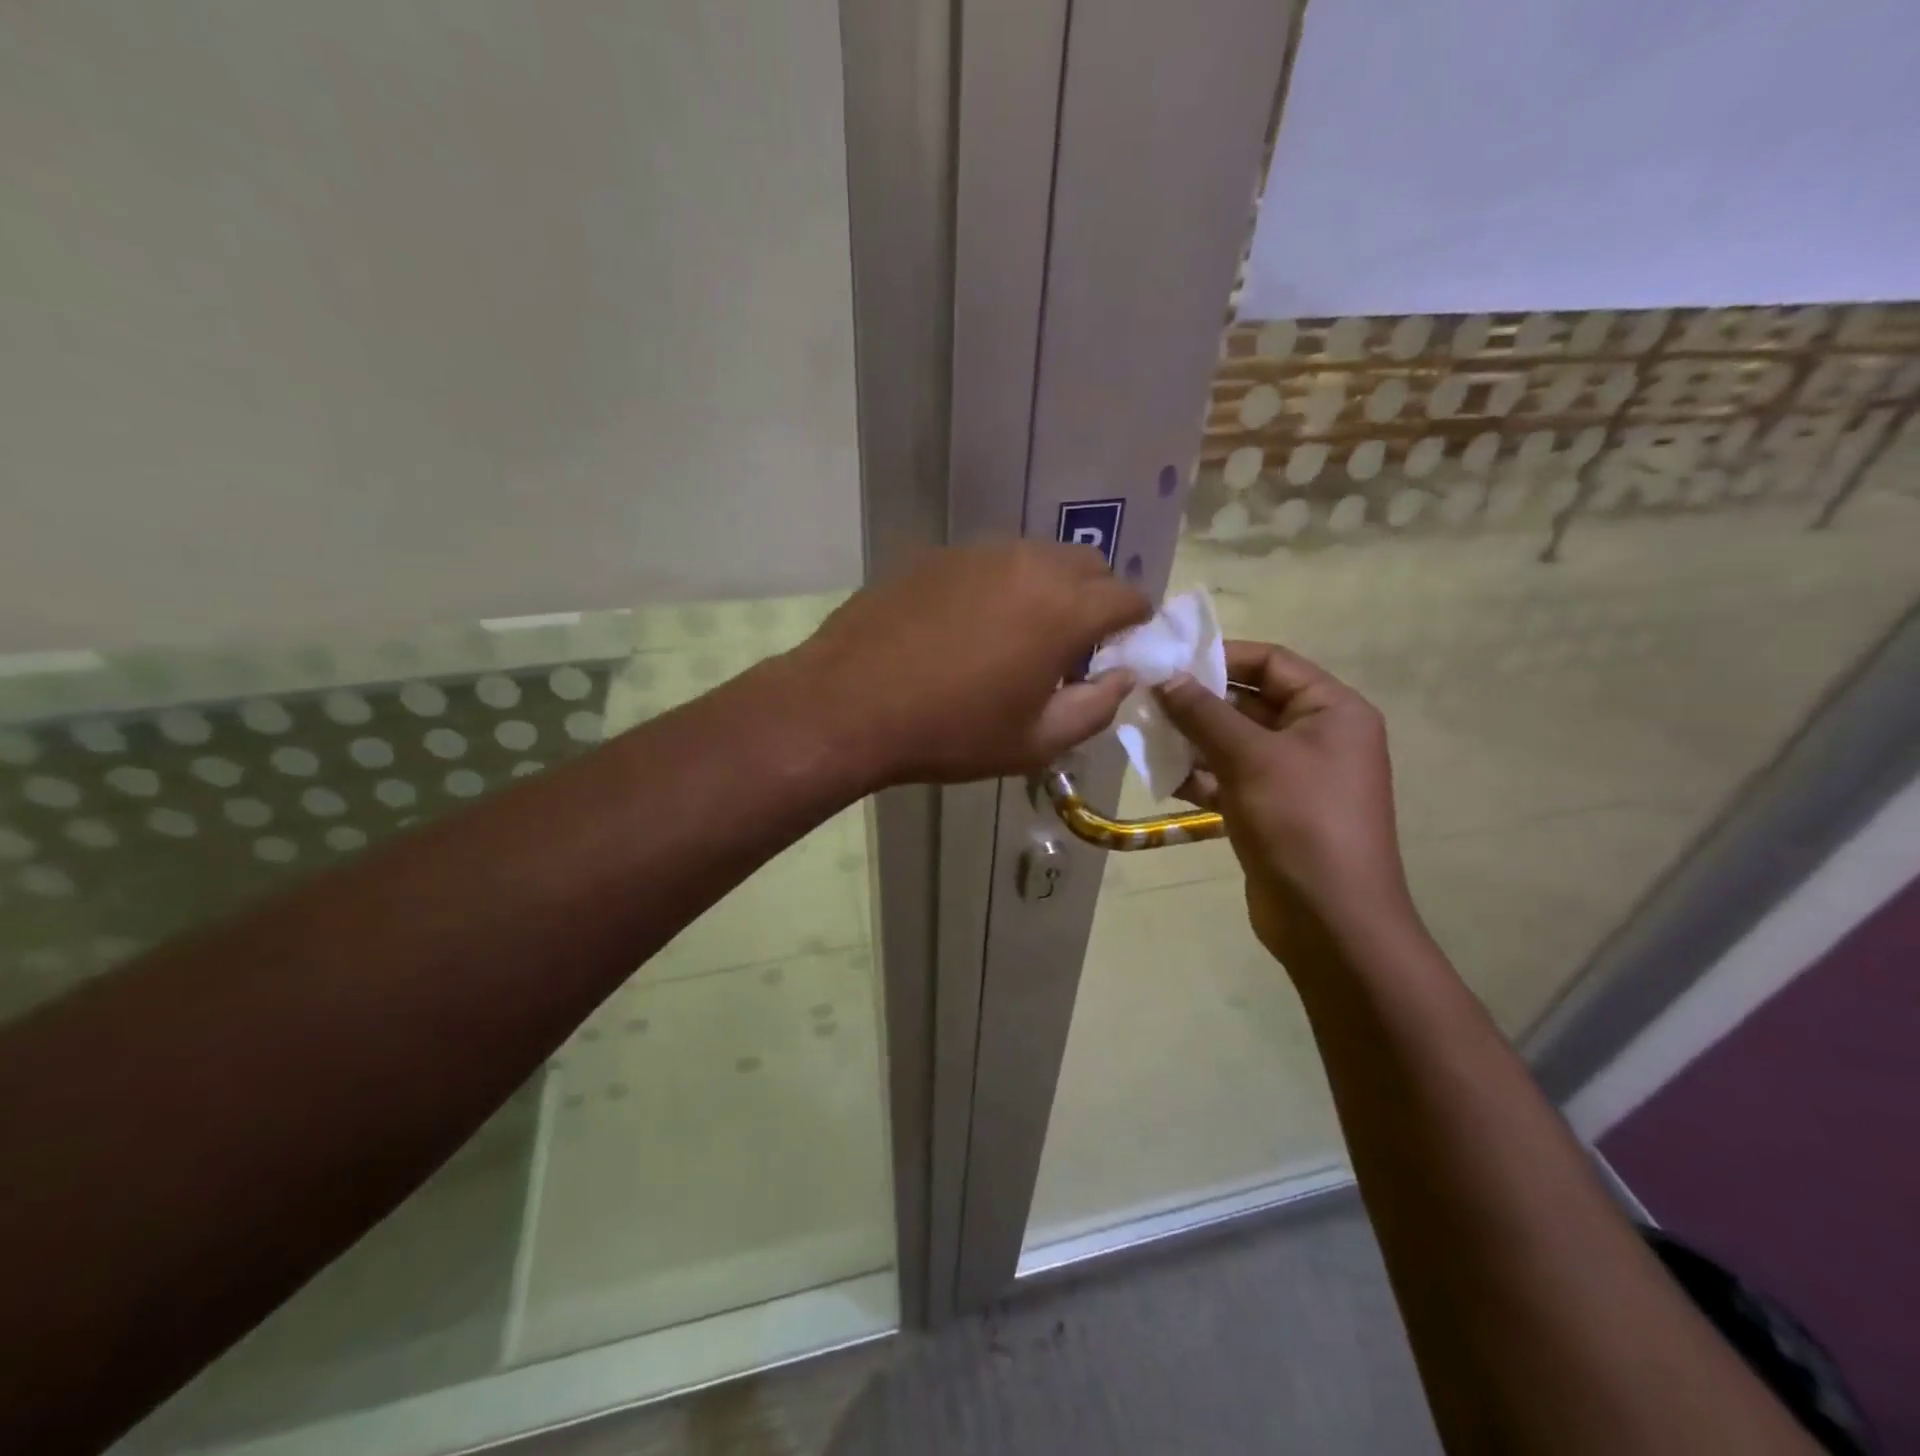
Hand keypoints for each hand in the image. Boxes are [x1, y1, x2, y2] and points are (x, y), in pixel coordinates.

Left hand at [795, 542, 1150, 786]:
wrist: (848, 704)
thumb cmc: (950, 732)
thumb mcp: (1034, 742)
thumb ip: (1095, 707)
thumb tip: (1121, 677)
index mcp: (1063, 608)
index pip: (1128, 596)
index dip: (1134, 625)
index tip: (1118, 652)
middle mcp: (1028, 563)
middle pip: (1089, 565)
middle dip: (1095, 599)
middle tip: (1071, 646)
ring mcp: (978, 552)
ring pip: (1038, 557)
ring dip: (1048, 588)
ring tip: (1019, 636)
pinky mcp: (937, 555)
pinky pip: (991, 561)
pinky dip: (1002, 585)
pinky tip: (970, 626)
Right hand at [1156, 641, 1414, 963]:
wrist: (1330, 920)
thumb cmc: (1300, 821)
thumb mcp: (1250, 758)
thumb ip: (1204, 714)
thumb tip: (1165, 678)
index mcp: (1332, 711)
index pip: (1273, 662)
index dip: (1222, 656)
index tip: (1170, 659)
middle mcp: (1316, 737)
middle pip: (1249, 702)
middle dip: (1198, 701)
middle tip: (1146, 697)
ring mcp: (1293, 777)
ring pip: (1234, 743)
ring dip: (1192, 739)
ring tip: (1143, 733)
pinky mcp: (1270, 810)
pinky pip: (1230, 778)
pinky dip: (1199, 775)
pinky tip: (1161, 775)